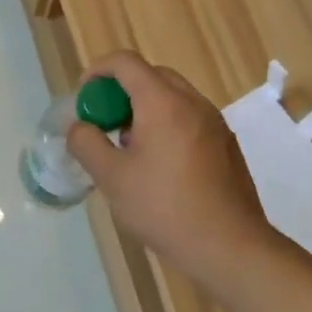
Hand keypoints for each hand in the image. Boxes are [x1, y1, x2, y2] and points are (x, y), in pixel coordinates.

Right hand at [65, 51, 288, 293]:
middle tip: (103, 122)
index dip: (97, 71)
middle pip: (150, 75)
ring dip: (143, 107)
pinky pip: (188, 117)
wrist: (231, 249)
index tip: (83, 98)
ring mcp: (214, 123)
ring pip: (172, 96)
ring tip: (127, 146)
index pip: (125, 62)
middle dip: (120, 90)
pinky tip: (158, 165)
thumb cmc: (165, 208)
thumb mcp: (111, 178)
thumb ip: (86, 143)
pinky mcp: (226, 145)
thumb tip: (79, 127)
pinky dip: (165, 123)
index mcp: (163, 103)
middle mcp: (193, 103)